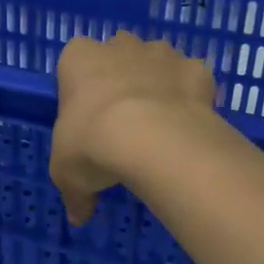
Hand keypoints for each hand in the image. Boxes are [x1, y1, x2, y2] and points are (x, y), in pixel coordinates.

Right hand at [51, 32, 217, 225]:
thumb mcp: (67, 175)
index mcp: (79, 59)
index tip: (87, 118)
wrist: (152, 137)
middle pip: (118, 54)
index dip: (81, 88)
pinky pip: (192, 80)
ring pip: (158, 61)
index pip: (74, 61)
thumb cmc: (93, 144)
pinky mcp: (196, 69)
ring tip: (158, 125)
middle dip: (121, 77)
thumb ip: (74, 192)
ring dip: (157, 83)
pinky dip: (191, 97)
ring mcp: (162, 53)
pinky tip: (187, 125)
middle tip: (122, 120)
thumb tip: (78, 216)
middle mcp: (120, 46)